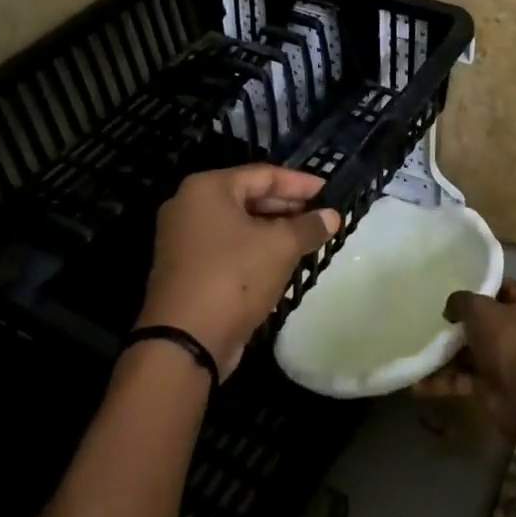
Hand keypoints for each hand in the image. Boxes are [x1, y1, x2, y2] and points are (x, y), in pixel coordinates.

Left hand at [138, 165, 339, 375]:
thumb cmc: (234, 277)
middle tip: (321, 215)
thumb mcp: (281, 247)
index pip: (264, 174)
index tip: (329, 191)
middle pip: (249, 196)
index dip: (300, 183)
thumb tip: (332, 216)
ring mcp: (183, 239)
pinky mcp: (186, 269)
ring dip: (274, 229)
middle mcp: (190, 206)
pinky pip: (228, 247)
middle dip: (288, 206)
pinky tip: (282, 259)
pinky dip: (255, 248)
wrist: (185, 342)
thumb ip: (309, 226)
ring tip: (308, 237)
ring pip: (239, 224)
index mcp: (207, 188)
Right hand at [414, 278, 515, 438]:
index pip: (503, 288)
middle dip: (459, 322)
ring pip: (473, 352)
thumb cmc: (509, 340)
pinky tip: (417, 383)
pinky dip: (444, 382)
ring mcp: (509, 361)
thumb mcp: (480, 308)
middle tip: (432, 317)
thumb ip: (461, 301)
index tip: (452, 286)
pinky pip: (465, 379)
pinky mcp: (495, 387)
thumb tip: (451, 309)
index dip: (478, 286)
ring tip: (418, 347)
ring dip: (447, 353)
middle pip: (486, 321)